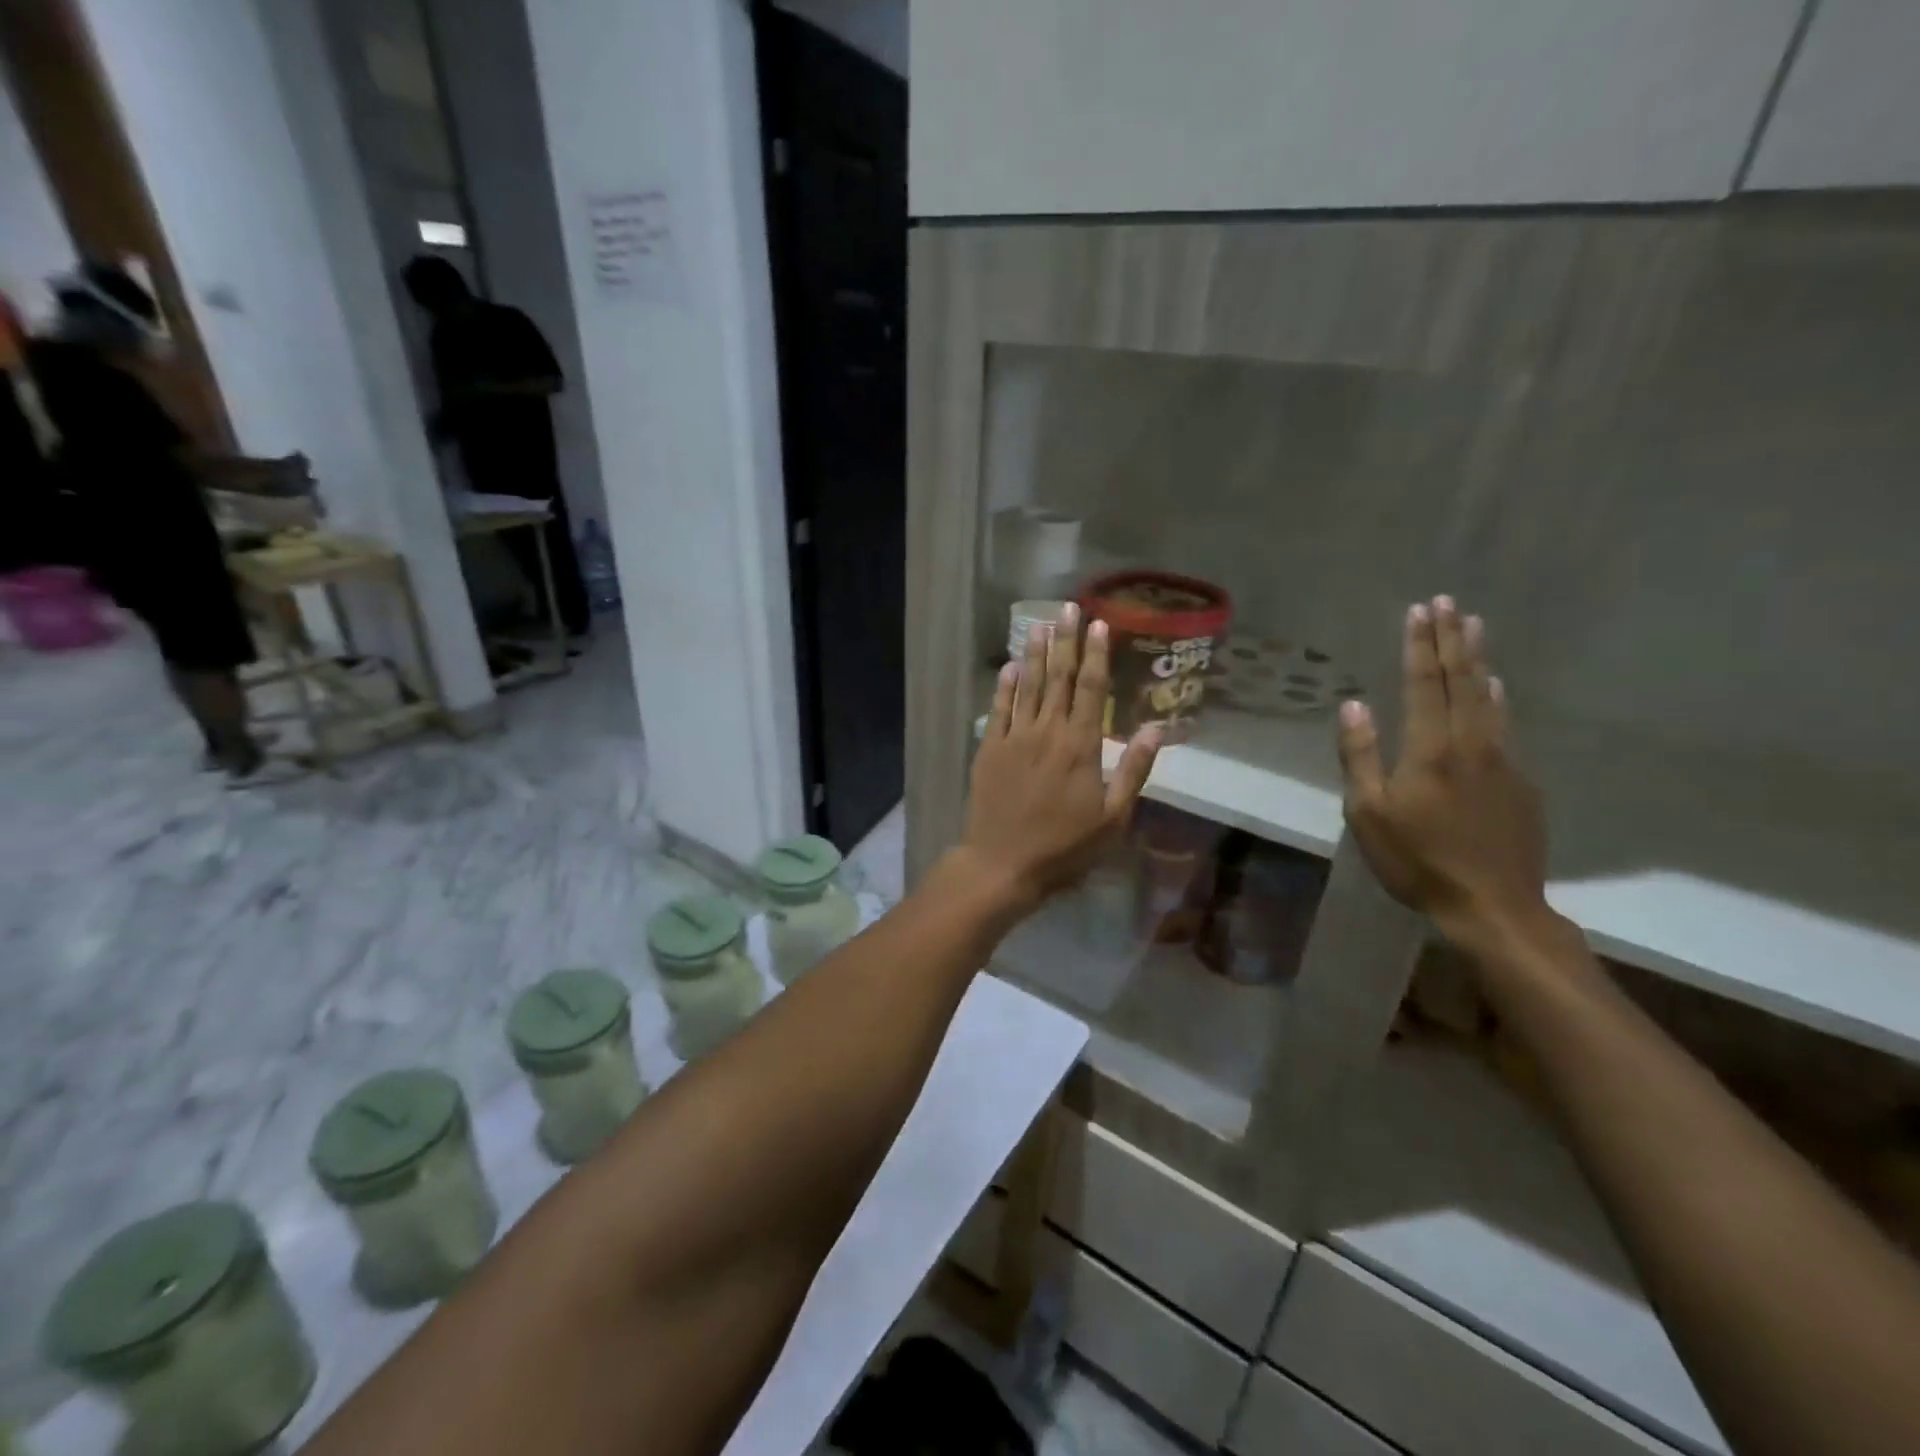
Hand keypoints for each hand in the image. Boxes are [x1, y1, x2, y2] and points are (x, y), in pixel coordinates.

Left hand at [961, 603, 1160, 909]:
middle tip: (1068, 608)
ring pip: (1027, 686)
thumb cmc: (1064, 846)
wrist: (1003, 863)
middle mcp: (1047, 731)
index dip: (1096, 655)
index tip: (1099, 624)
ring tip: (1039, 624)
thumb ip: (1133, 770)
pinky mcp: (990, 749)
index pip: (1091, 689)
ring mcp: (1015, 738)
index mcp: (1080, 746)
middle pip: (1058, 678)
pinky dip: (1005, 686)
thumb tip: (1157, 728)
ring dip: (1034, 654)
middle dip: (1065, 641)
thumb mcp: (1113, 818)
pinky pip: (999, 709)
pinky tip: (1010, 666)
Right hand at [1337, 596, 1549, 942]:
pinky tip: (1496, 688)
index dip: (1420, 646)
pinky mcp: (1521, 783)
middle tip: (1449, 602)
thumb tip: (1355, 704)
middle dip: (1451, 639)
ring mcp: (1502, 762)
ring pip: (1490, 699)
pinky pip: (1505, 726)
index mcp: (1430, 750)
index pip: (1424, 684)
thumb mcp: (1369, 813)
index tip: (1419, 610)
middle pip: (1461, 681)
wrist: (1493, 907)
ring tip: (1474, 628)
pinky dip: (1497, 698)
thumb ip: (1361, 756)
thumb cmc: (1417, 860)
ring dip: (1478, 660)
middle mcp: (1470, 744)